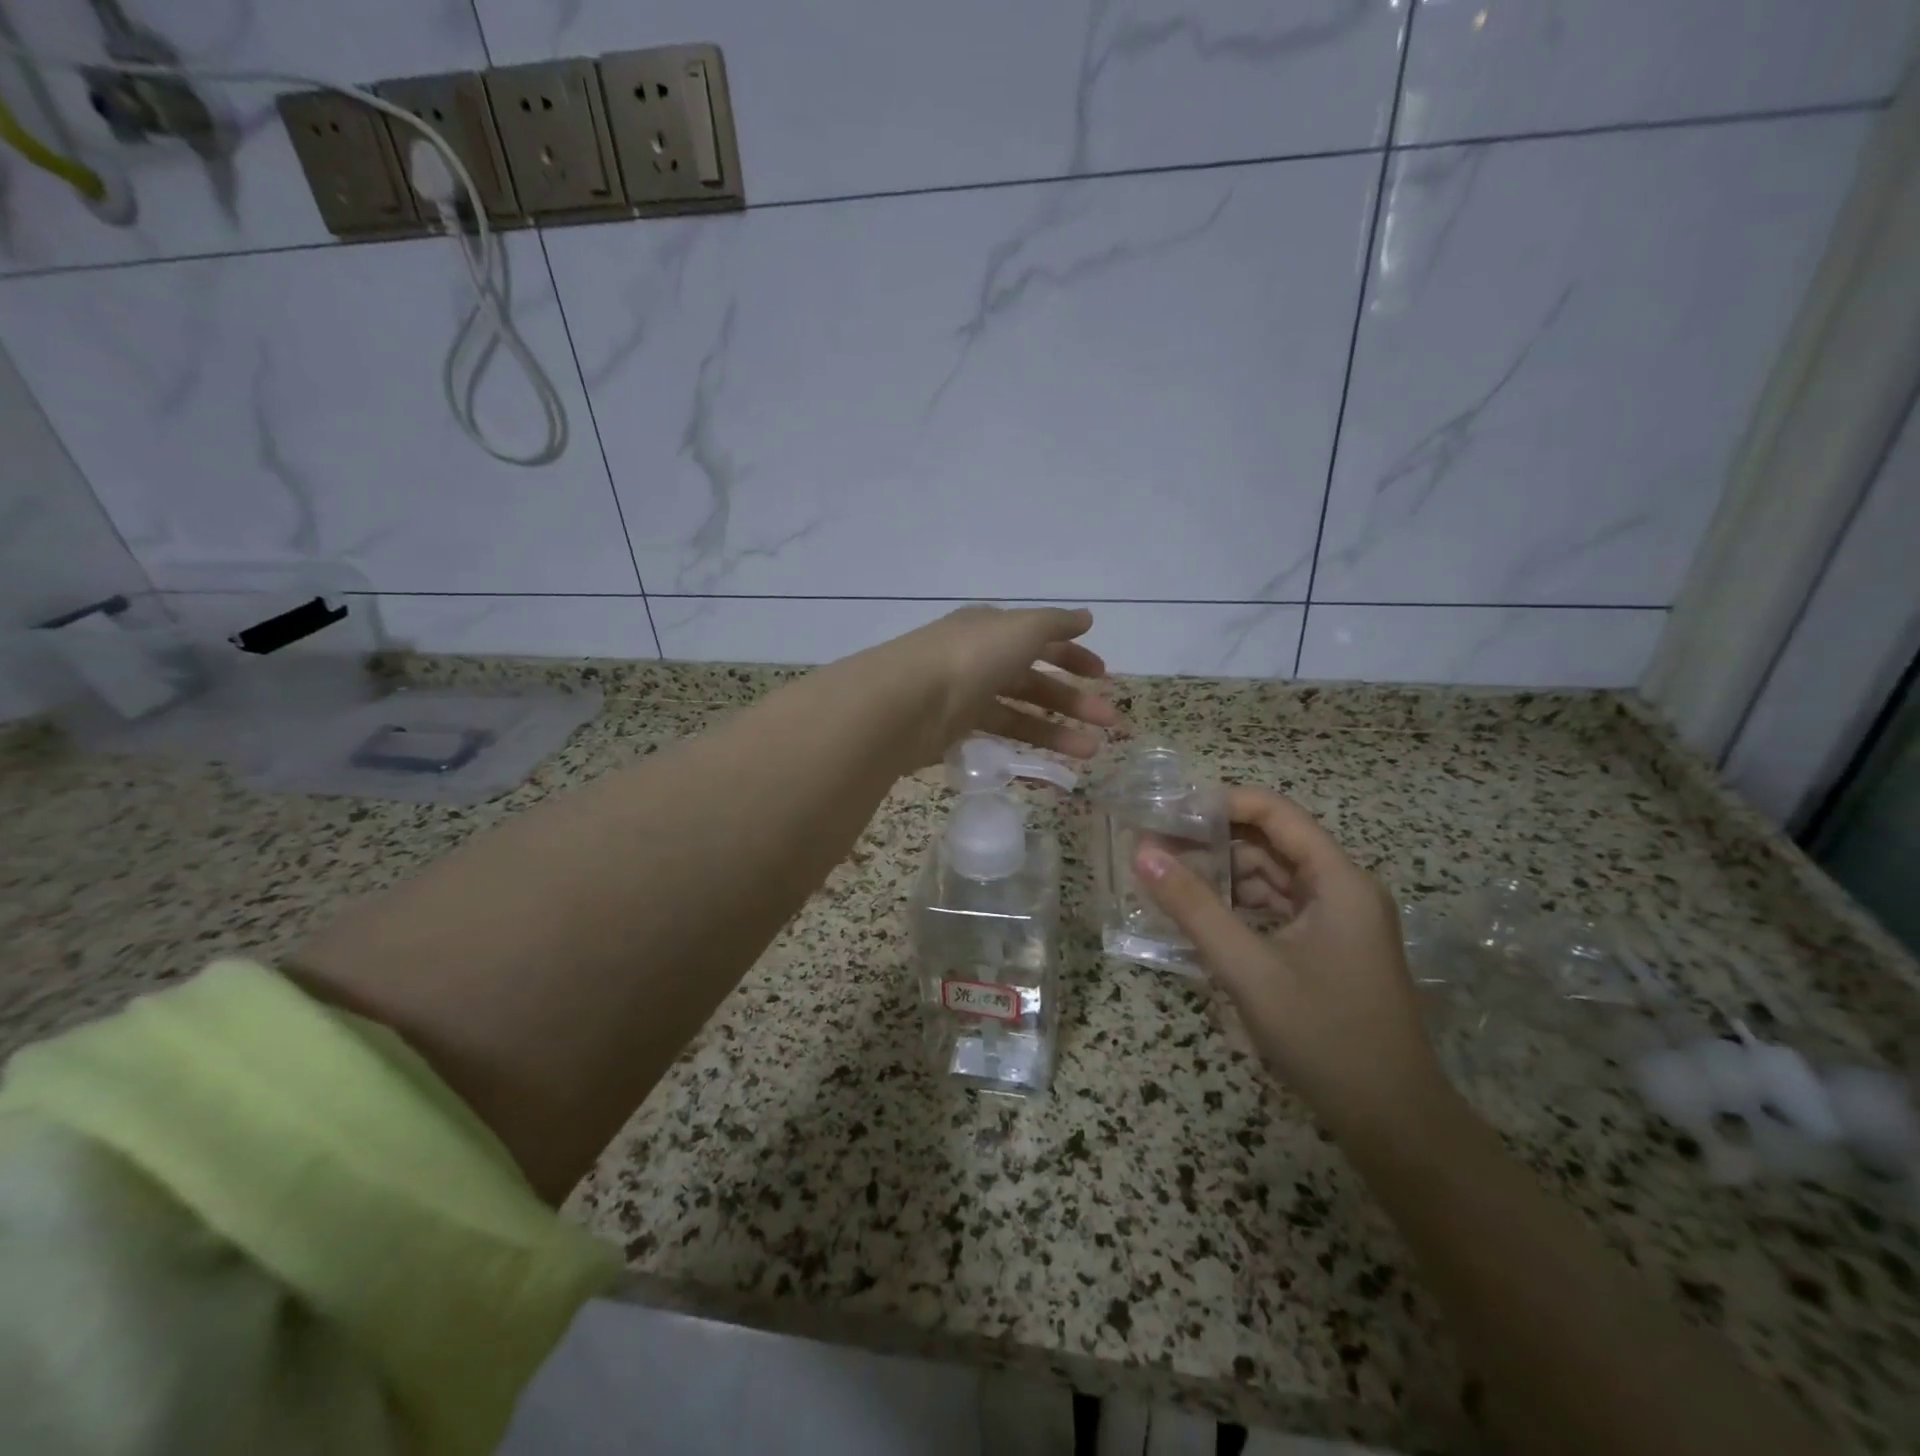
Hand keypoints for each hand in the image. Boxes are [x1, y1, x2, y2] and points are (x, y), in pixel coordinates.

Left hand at [872, 605, 1120, 767]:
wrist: (907, 701)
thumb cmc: (971, 656)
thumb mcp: (1021, 628)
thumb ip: (1056, 623)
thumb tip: (1086, 617)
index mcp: (993, 629)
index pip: (1040, 640)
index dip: (1073, 656)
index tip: (1102, 675)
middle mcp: (980, 659)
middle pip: (1034, 681)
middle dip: (1074, 701)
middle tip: (1110, 723)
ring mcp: (966, 696)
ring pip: (1021, 713)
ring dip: (1058, 731)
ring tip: (1092, 752)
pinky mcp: (954, 731)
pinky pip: (998, 738)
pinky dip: (1026, 749)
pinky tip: (1051, 766)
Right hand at [1134, 788, 1446, 1138]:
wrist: (1393, 1123)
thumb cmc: (1325, 1036)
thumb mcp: (1249, 969)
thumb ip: (1194, 908)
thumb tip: (1142, 854)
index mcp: (1338, 880)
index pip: (1275, 813)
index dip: (1221, 802)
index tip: (1167, 810)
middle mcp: (1342, 889)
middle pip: (1271, 843)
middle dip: (1213, 841)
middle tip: (1154, 846)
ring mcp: (1337, 921)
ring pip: (1272, 878)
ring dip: (1223, 876)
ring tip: (1167, 879)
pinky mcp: (1327, 949)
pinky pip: (1277, 910)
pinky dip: (1239, 908)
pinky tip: (1200, 917)